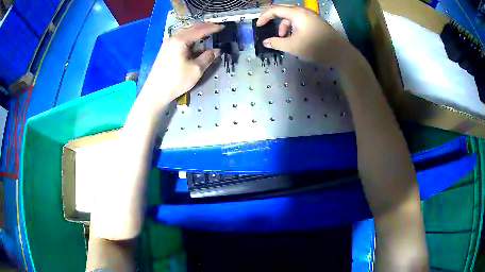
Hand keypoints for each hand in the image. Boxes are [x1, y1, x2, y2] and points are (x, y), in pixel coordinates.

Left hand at [142, 22, 223, 111]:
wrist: (155, 93)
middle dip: (205, 27)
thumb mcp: (196, 70)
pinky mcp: (166, 50)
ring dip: (197, 33)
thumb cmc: (176, 81)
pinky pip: (181, 39)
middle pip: (191, 28)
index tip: (223, 27)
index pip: (200, 30)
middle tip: (216, 28)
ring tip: (208, 34)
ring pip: (185, 33)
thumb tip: (217, 50)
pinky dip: (190, 39)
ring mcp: (168, 44)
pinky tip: (196, 43)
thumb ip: (208, 57)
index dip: (212, 28)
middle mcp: (173, 38)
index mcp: (180, 40)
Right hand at [257, 6, 353, 67]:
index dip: (264, 17)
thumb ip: (277, 43)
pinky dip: (294, 27)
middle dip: (275, 20)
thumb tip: (265, 42)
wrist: (340, 53)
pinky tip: (295, 38)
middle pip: (284, 11)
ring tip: (284, 39)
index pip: (275, 10)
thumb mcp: (293, 46)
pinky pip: (300, 21)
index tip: (258, 26)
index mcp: (297, 14)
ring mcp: (312, 16)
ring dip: (285, 26)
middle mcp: (304, 11)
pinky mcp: (317, 22)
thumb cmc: (315, 47)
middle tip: (269, 29)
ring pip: (293, 17)